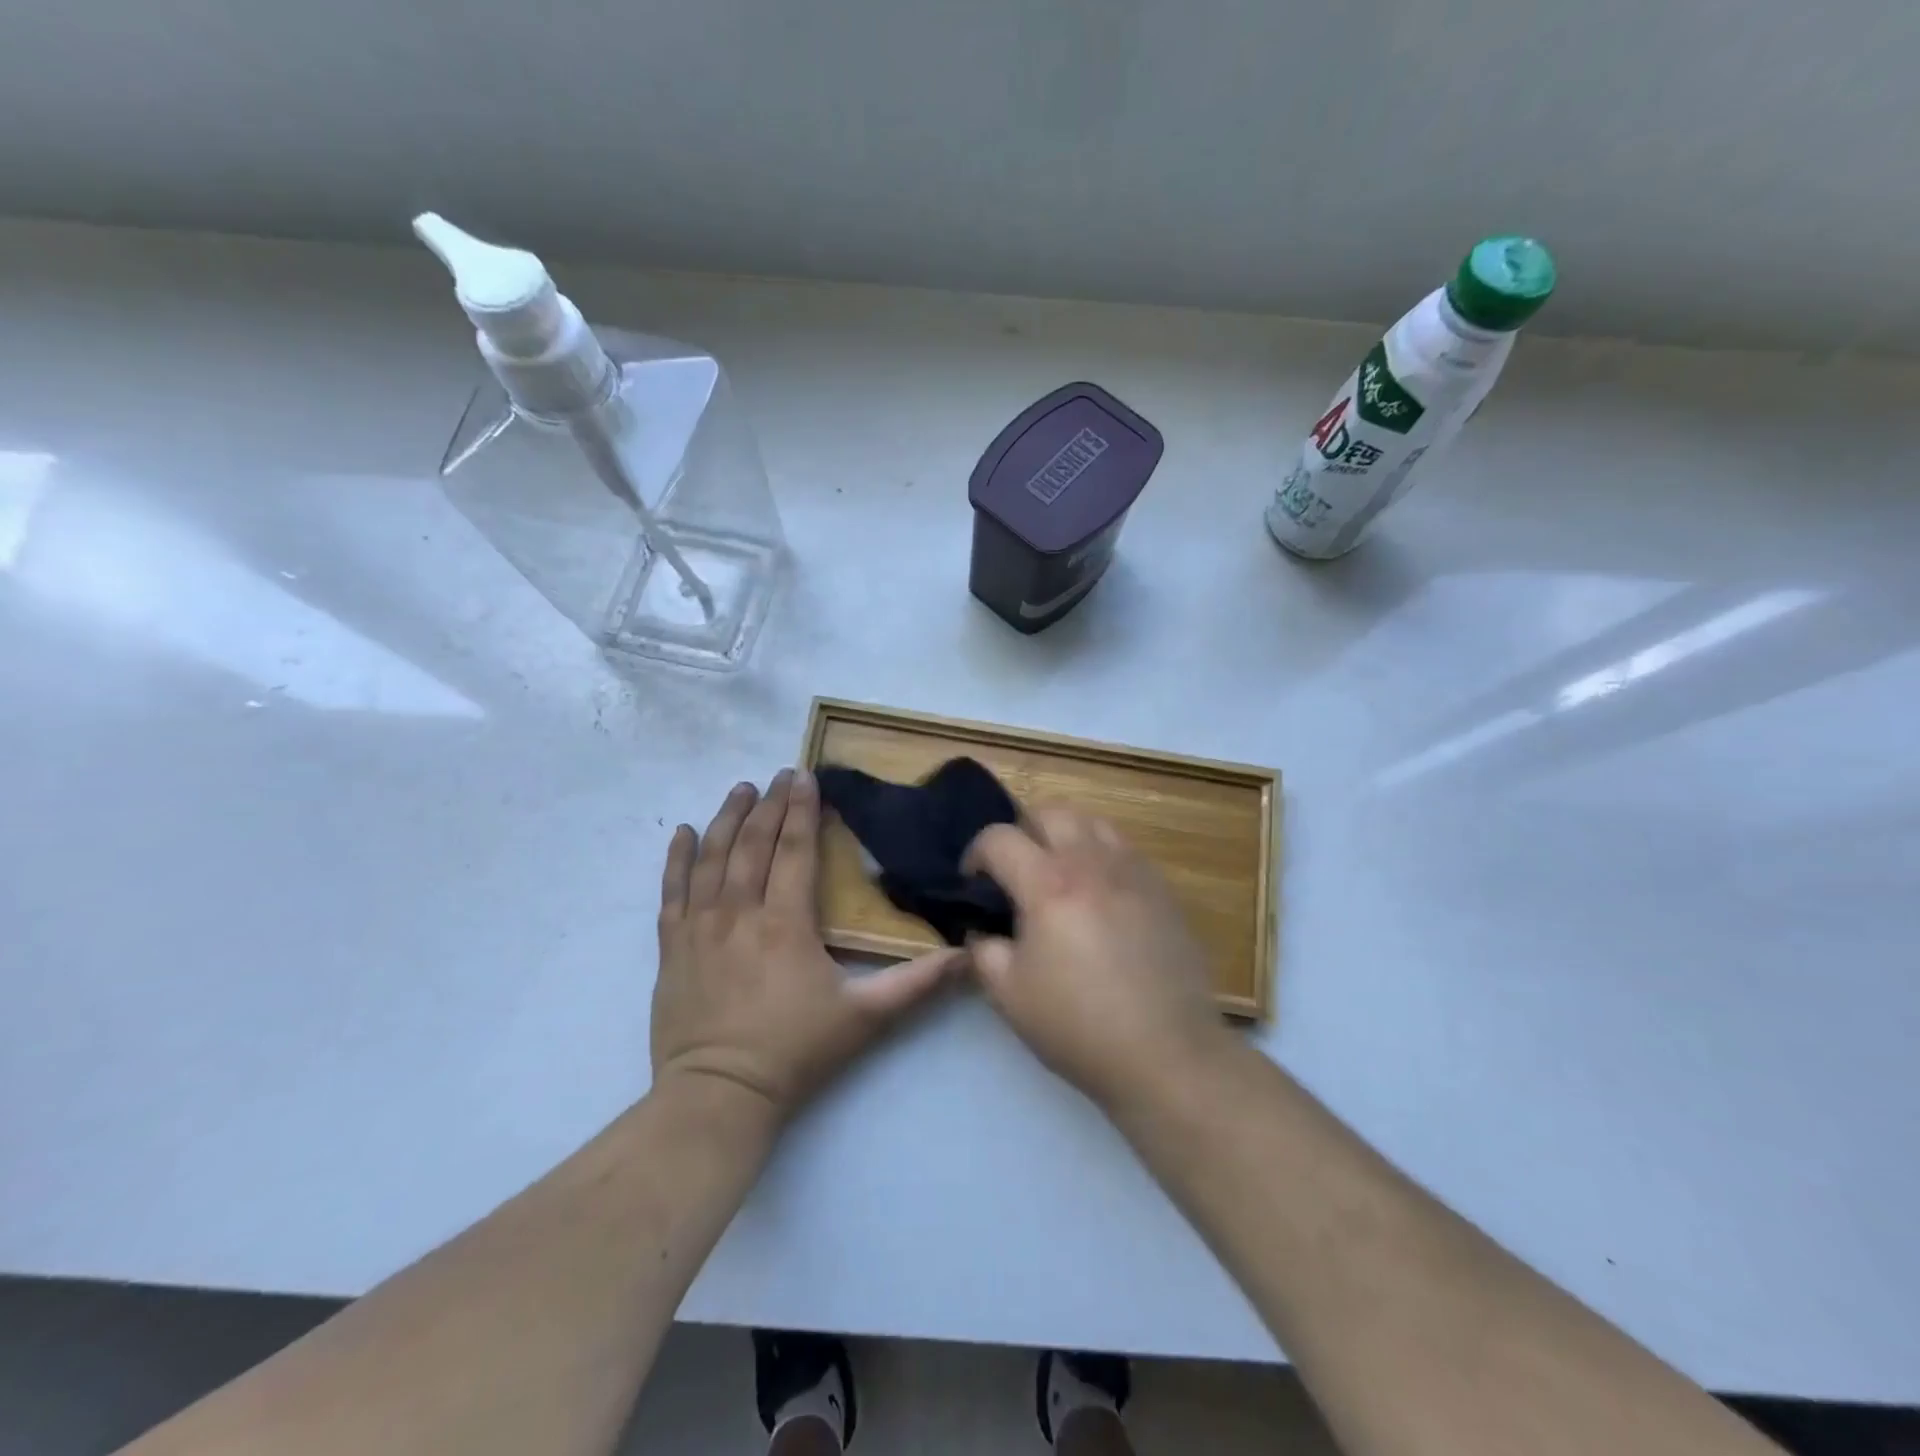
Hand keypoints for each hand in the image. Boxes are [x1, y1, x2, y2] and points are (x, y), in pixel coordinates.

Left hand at [651, 770, 963, 1124]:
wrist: (718, 1095)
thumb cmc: (795, 1052)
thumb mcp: (865, 1018)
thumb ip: (917, 984)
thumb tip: (967, 956)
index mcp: (786, 922)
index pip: (795, 850)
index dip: (803, 810)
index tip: (806, 776)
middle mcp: (739, 912)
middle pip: (753, 844)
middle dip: (770, 805)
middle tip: (782, 774)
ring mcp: (699, 928)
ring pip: (711, 858)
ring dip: (727, 819)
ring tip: (742, 790)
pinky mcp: (672, 947)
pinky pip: (671, 891)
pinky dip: (676, 859)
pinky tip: (682, 833)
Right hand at [965, 807, 1231, 1112]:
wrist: (1166, 1053)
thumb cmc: (1079, 1026)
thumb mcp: (1009, 995)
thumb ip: (984, 950)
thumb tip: (982, 929)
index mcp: (1049, 884)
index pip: (999, 838)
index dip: (975, 854)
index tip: (973, 883)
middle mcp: (1092, 863)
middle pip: (1049, 812)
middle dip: (1022, 831)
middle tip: (1016, 870)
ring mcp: (1133, 871)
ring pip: (1091, 822)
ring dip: (1064, 836)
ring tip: (1059, 874)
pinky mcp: (1162, 888)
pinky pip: (1123, 848)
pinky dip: (1099, 855)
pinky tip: (1098, 895)